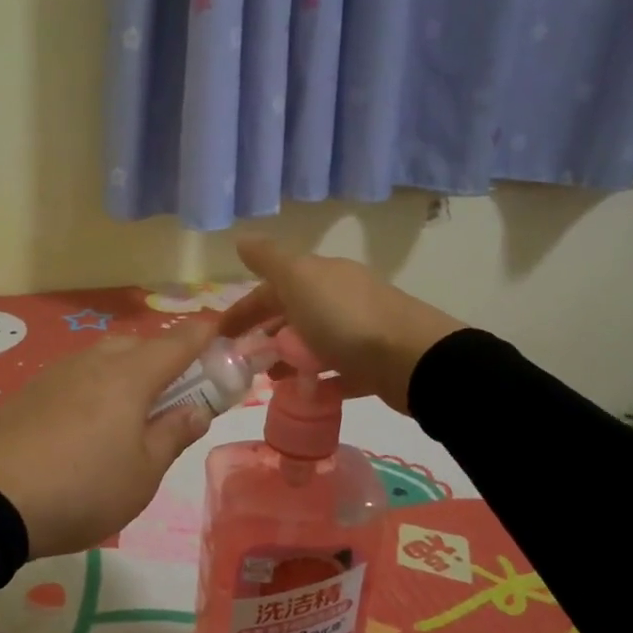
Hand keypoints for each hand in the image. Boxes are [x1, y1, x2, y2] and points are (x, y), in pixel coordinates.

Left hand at [0, 325, 214, 556]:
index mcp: (130, 376)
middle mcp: (93, 362)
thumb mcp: (143, 474)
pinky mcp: (28, 392)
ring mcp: (56, 374)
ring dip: (125, 373)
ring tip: (127, 416)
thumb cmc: (82, 489)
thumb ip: (173, 435)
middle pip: (138, 345)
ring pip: (102, 359)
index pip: (178, 341)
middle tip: (173, 394)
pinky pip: (74, 377)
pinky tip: (85, 425)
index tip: (222, 330)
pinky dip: (92, 388)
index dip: (204, 333)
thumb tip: (196, 409)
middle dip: (162, 358)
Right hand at [217, 237, 462, 414]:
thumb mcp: (299, 280)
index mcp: (320, 276)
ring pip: (314, 342)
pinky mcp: (373, 364)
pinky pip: (338, 371)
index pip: (272, 288)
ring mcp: (360, 330)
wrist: (412, 358)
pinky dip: (319, 380)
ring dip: (289, 357)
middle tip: (242, 359)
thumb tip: (242, 239)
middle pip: (294, 313)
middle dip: (266, 332)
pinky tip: (305, 394)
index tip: (220, 336)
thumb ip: (269, 260)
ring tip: (270, 379)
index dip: (244, 309)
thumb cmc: (345, 318)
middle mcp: (340, 297)